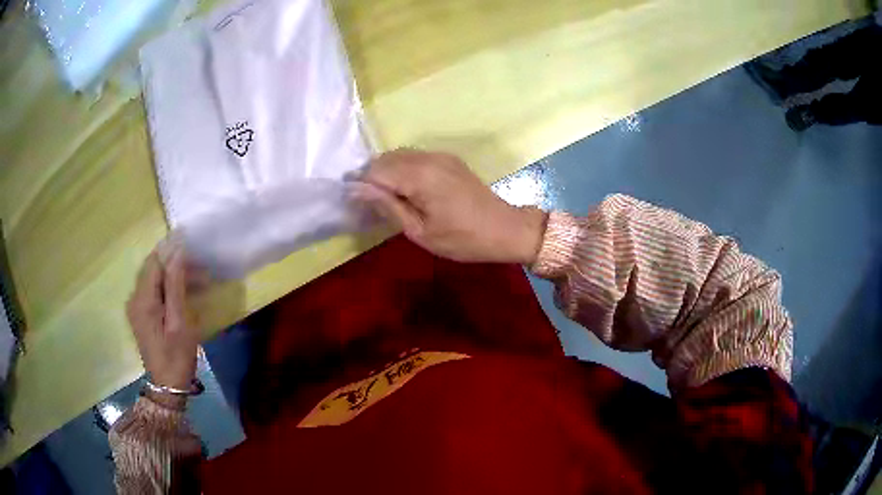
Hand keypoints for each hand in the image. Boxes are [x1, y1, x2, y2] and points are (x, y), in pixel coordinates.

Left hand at [126, 246, 198, 390]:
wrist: (167, 386)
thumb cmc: (176, 357)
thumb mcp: (180, 323)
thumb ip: (175, 286)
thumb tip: (177, 253)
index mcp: (143, 300)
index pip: (154, 261)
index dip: (170, 249)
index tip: (191, 242)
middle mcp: (135, 299)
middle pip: (153, 268)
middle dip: (175, 262)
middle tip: (201, 266)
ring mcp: (136, 307)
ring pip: (154, 279)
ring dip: (174, 275)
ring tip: (199, 280)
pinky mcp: (141, 315)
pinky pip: (154, 291)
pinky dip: (169, 287)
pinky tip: (185, 293)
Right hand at [356, 149, 546, 263]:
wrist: (506, 229)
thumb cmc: (463, 239)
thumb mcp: (420, 231)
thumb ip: (387, 205)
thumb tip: (355, 189)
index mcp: (420, 175)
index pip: (375, 170)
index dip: (361, 185)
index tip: (356, 206)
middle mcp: (428, 158)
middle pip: (386, 158)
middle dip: (372, 178)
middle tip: (370, 205)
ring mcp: (440, 156)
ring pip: (400, 155)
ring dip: (387, 172)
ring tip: (387, 199)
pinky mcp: (448, 159)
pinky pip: (415, 157)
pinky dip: (403, 169)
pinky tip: (406, 190)